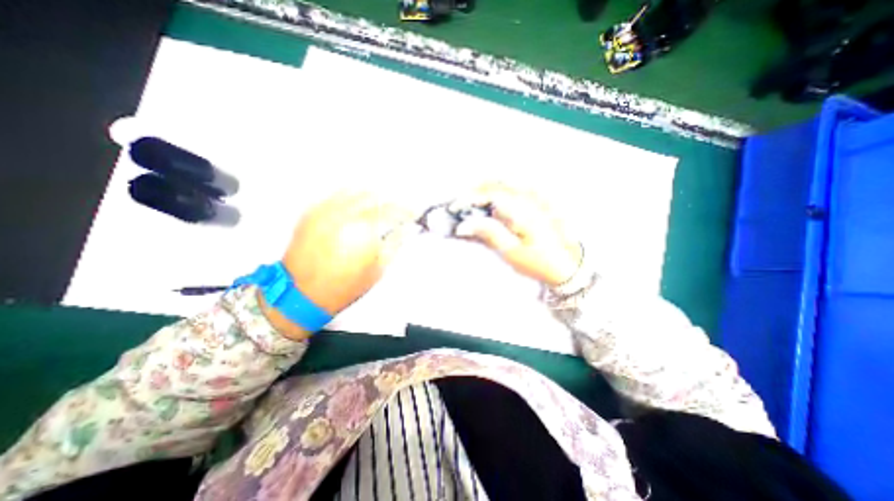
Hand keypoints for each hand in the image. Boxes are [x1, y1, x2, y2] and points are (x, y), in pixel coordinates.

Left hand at [263, 192, 416, 335]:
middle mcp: (344, 214)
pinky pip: (336, 195)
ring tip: (378, 207)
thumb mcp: (378, 269)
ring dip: (371, 197)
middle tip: (396, 212)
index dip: (406, 210)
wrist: (300, 294)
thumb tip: (408, 228)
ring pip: (354, 190)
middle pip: (374, 196)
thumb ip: (395, 243)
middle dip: (390, 202)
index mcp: (363, 229)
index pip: (391, 209)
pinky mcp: (311, 212)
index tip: (414, 213)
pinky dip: (351, 198)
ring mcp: (325, 210)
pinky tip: (356, 208)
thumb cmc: (345, 286)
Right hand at [458, 183, 583, 286]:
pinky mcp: (542, 204)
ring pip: (511, 182)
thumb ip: (489, 233)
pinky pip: (522, 187)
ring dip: (491, 183)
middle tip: (463, 196)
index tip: (455, 206)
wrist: (567, 267)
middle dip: (478, 187)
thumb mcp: (511, 251)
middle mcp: (530, 200)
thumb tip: (465, 224)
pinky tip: (501, 193)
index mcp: (522, 211)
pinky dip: (507, 186)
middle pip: (500, 183)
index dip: (470, 198)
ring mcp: (538, 200)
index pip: (491, 195)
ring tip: (476, 192)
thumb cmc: (538, 262)